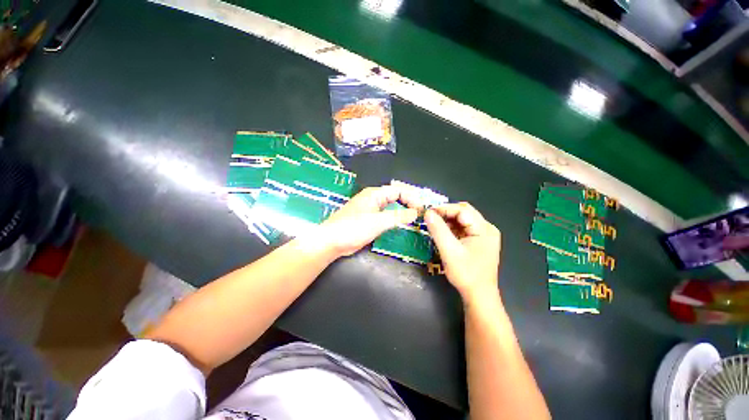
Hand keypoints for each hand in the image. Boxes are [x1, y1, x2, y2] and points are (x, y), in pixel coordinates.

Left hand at [320, 186, 417, 256]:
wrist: (331, 242)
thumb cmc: (352, 229)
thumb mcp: (378, 222)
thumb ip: (398, 216)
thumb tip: (416, 212)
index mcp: (374, 194)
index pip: (399, 190)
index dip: (412, 198)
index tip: (421, 210)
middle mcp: (373, 199)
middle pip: (396, 196)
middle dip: (409, 202)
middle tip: (421, 213)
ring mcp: (369, 210)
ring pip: (391, 206)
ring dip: (403, 210)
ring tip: (415, 219)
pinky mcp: (367, 221)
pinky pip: (385, 216)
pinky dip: (395, 218)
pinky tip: (400, 226)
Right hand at [424, 203, 500, 304]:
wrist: (479, 296)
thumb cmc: (467, 274)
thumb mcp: (450, 252)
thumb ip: (439, 231)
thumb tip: (428, 213)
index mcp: (484, 228)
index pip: (463, 210)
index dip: (444, 209)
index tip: (427, 213)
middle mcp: (488, 229)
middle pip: (465, 214)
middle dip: (447, 215)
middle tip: (429, 220)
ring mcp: (487, 237)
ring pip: (465, 222)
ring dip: (450, 223)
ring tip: (434, 227)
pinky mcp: (483, 244)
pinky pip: (467, 231)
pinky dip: (455, 231)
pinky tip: (445, 236)